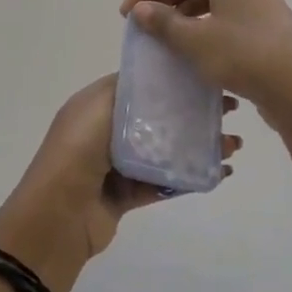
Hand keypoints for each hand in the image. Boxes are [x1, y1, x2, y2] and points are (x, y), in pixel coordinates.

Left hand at [0, 75, 240, 290]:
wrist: (58, 216)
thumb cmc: (76, 152)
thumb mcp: (98, 108)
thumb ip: (128, 92)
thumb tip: (157, 79)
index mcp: (94, 105)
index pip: (137, 86)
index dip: (170, 80)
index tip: (206, 76)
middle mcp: (104, 131)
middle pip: (155, 117)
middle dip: (190, 112)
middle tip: (229, 110)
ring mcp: (116, 164)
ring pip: (163, 150)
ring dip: (197, 146)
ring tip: (233, 145)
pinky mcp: (126, 195)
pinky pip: (163, 182)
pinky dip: (189, 177)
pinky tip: (220, 172)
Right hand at [120, 0, 291, 128]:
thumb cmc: (243, 55)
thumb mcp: (194, 40)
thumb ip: (162, 21)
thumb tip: (140, 10)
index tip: (127, 15)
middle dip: (163, 0)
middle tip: (142, 26)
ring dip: (181, 14)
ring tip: (163, 37)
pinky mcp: (263, 20)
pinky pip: (222, 13)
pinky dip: (201, 24)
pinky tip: (190, 46)